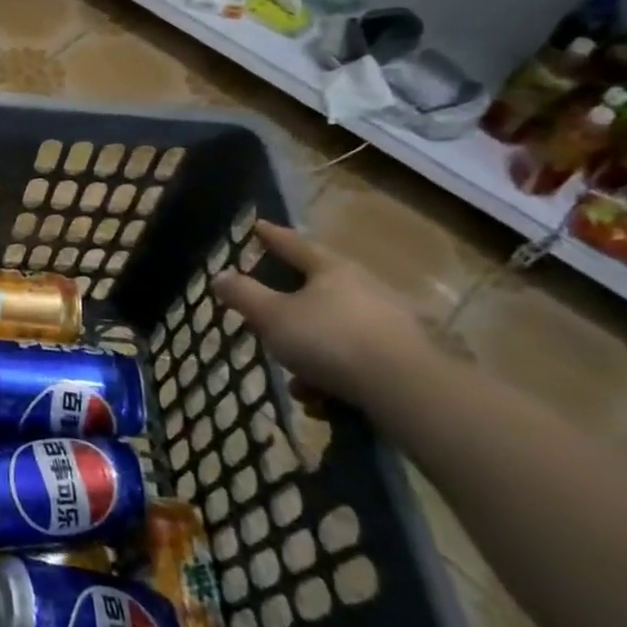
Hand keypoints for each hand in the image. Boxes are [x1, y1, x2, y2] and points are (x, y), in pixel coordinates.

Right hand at [212, 222, 431, 407]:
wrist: (407, 389)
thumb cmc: (330, 340)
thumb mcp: (273, 317)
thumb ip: (243, 295)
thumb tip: (220, 275)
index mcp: (332, 270)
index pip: (295, 244)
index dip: (272, 236)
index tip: (258, 226)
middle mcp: (364, 288)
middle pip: (318, 289)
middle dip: (289, 309)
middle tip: (270, 317)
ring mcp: (388, 322)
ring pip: (334, 331)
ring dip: (310, 354)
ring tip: (297, 383)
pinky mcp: (402, 357)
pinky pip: (354, 360)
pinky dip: (333, 376)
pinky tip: (322, 400)